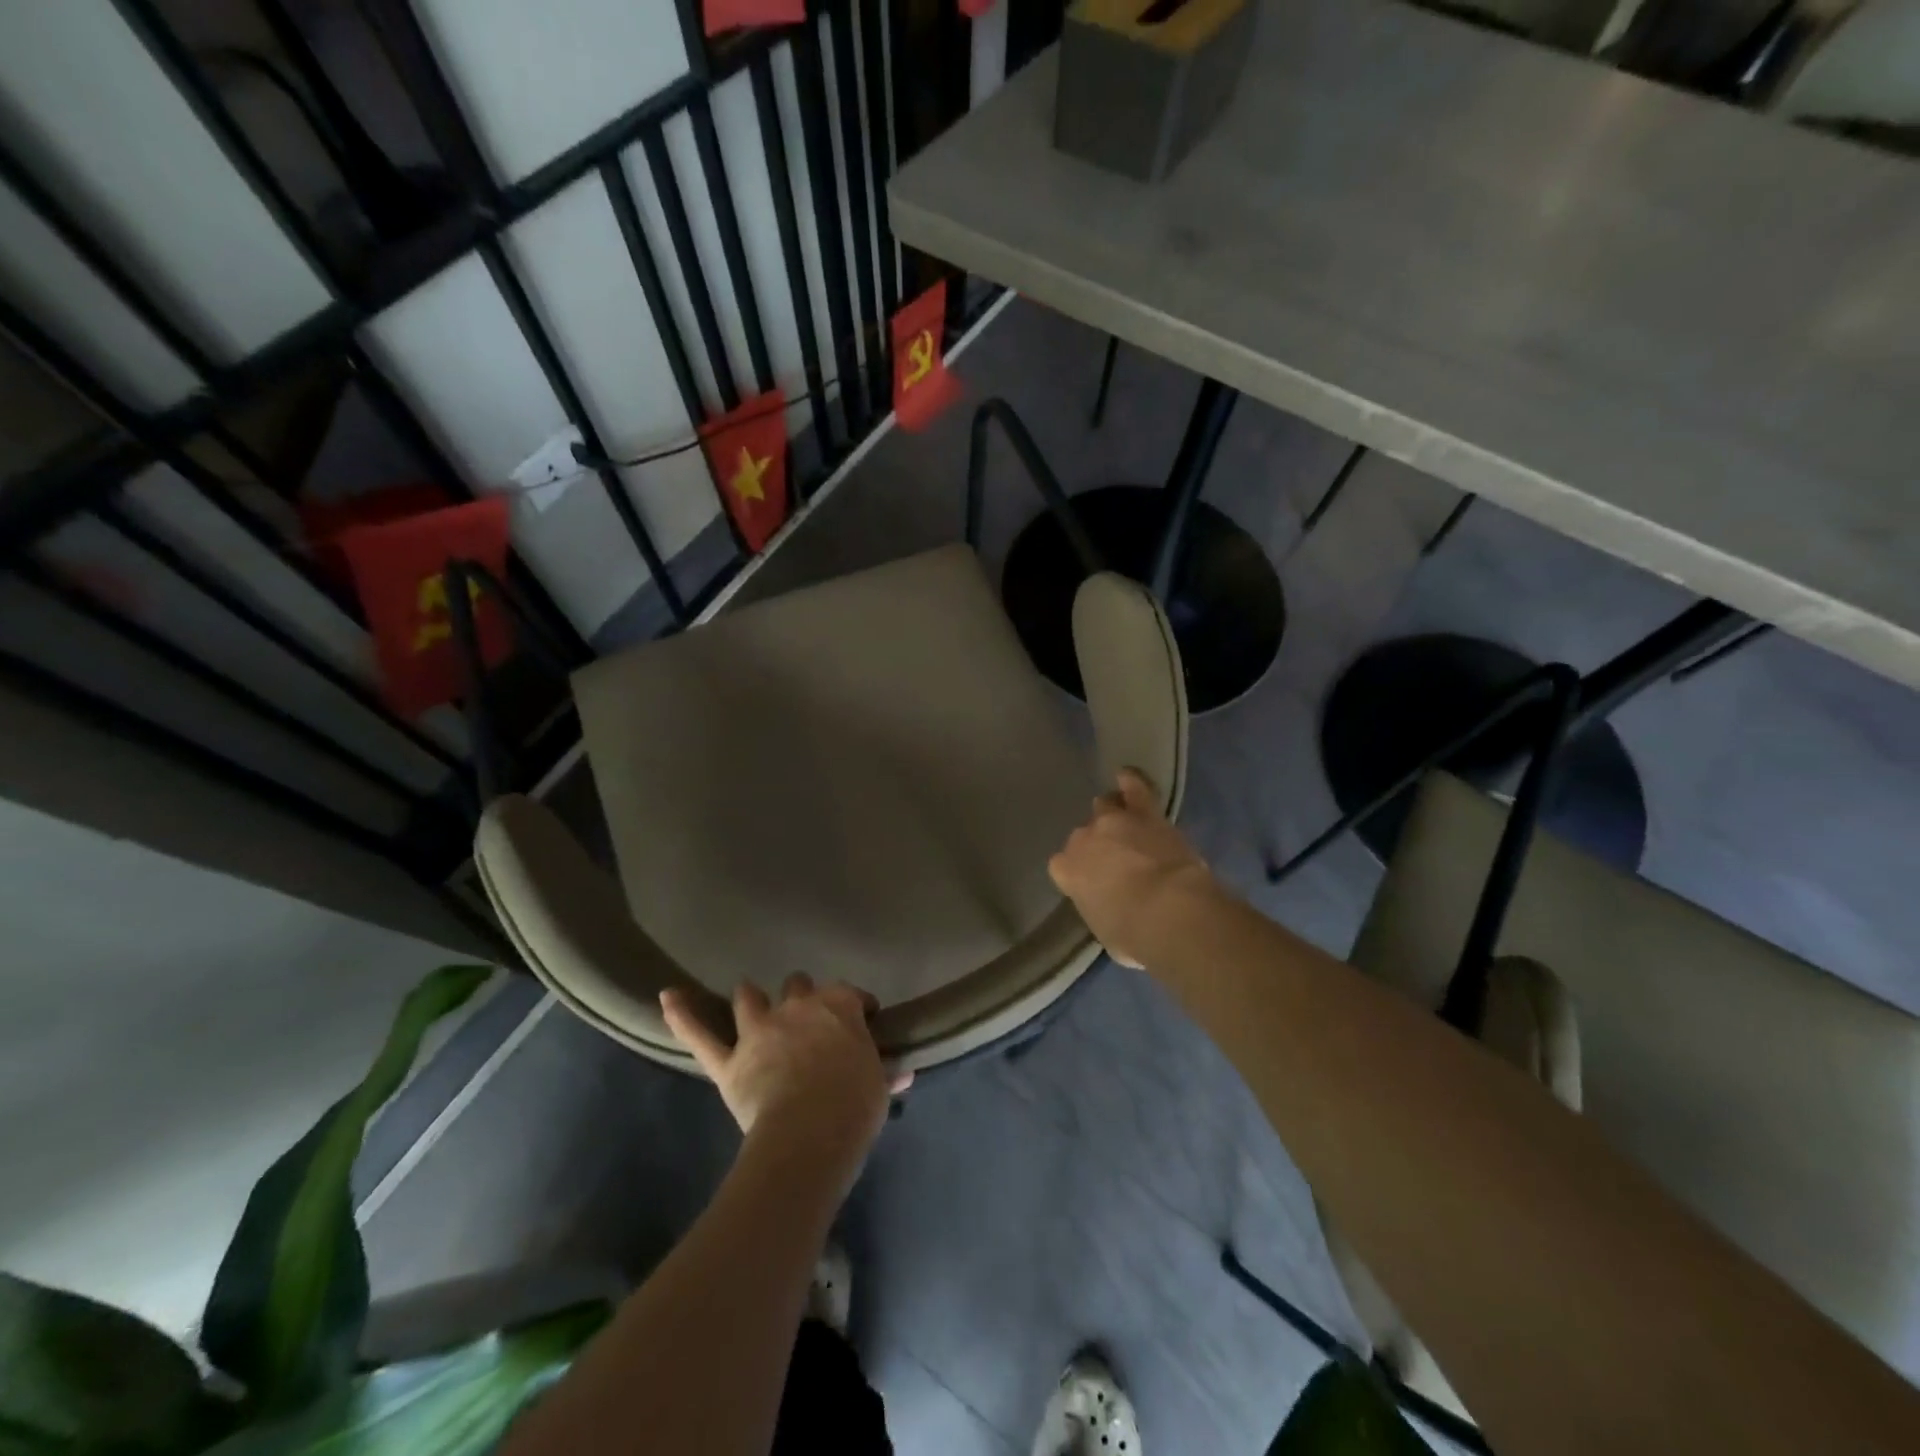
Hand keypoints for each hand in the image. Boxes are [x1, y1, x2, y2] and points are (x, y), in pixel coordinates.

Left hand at [660, 975, 908, 1180]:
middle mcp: (797, 1006)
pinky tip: (666, 995)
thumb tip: (903, 1072)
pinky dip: (682, 1014)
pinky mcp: (729, 1061)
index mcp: (838, 1006)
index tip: (864, 1021)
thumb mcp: (879, 1086)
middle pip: (798, 985)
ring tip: (752, 1002)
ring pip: (750, 998)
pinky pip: (700, 1035)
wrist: (808, 1137)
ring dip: (752, 998)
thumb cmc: (854, 1106)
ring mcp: (759, 1030)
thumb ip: (885, 1072)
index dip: (857, 1006)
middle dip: (802, 997)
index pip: (851, 994)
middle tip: (807, 1019)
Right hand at [1048, 768, 1221, 969]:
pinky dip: (1131, 781)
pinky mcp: (1145, 813)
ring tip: (1120, 820)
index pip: (1063, 867)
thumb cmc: (1133, 933)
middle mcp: (1083, 840)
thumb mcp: (1106, 931)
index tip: (1092, 884)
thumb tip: (1114, 909)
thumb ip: (1102, 910)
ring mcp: (1113, 821)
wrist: (1168, 910)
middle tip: (1114, 861)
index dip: (1078, 874)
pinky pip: (1135, 788)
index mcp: (1067, 872)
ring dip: (1111, 815)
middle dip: (1096, 846)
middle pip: (1084, 836)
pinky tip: (1127, 776)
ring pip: (1105, 807)